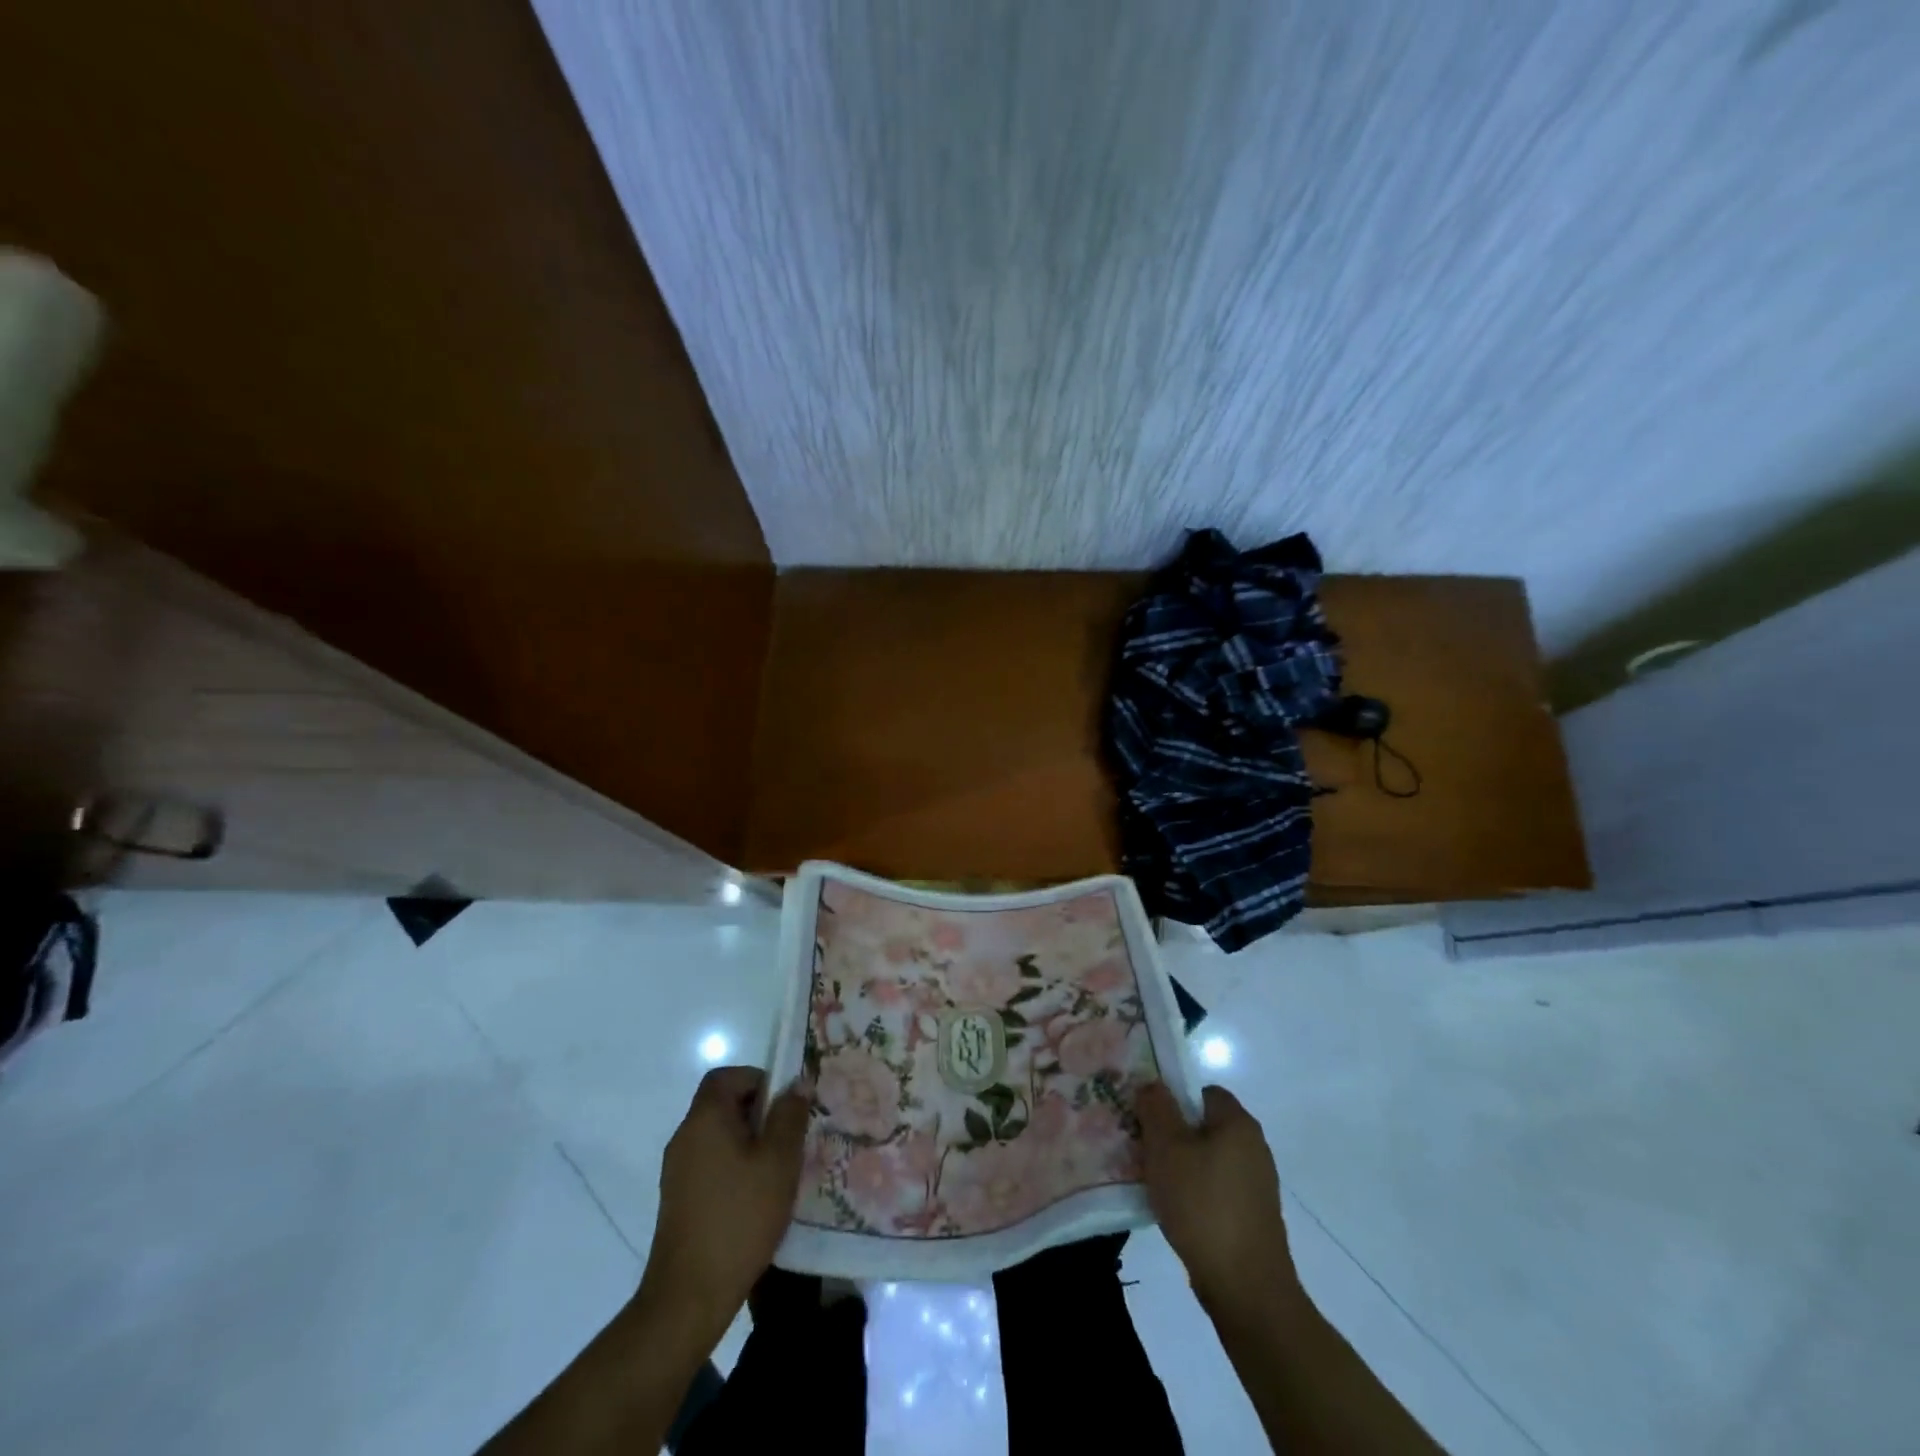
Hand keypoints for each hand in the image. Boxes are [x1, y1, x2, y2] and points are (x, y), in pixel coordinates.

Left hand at [637, 1065, 809, 1340]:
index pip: (726, 1076)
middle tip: (790, 1137)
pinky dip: (735, 1167)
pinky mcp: (679, 1200)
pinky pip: (711, 1164)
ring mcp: (677, 1171)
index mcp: (705, 1119)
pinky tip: (757, 1197)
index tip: (784, 1105)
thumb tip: (796, 1083)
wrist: (688, 1297)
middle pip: (723, 1104)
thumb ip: (789, 1116)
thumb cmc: (739, 1217)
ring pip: (719, 1136)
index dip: (758, 1079)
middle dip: (759, 1113)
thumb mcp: (778, 1161)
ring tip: (779, 1169)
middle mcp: (685, 1137)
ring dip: (749, 1142)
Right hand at [1136, 1081, 1296, 1311]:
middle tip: (1143, 1149)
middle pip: (1204, 1126)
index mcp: (1238, 1123)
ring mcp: (1257, 1185)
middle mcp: (1254, 1147)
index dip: (1173, 1099)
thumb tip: (1154, 1085)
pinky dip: (1196, 1194)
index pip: (1202, 1092)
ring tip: (1154, 1183)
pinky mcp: (1253, 1217)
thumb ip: (1156, 1108)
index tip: (1147, 1119)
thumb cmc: (1202, 1205)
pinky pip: (1216, 1190)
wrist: (1246, 1289)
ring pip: (1208, 1160)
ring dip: (1182, 1167)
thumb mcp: (1167, 1147)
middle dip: (1173, 1134)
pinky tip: (1176, 1212)